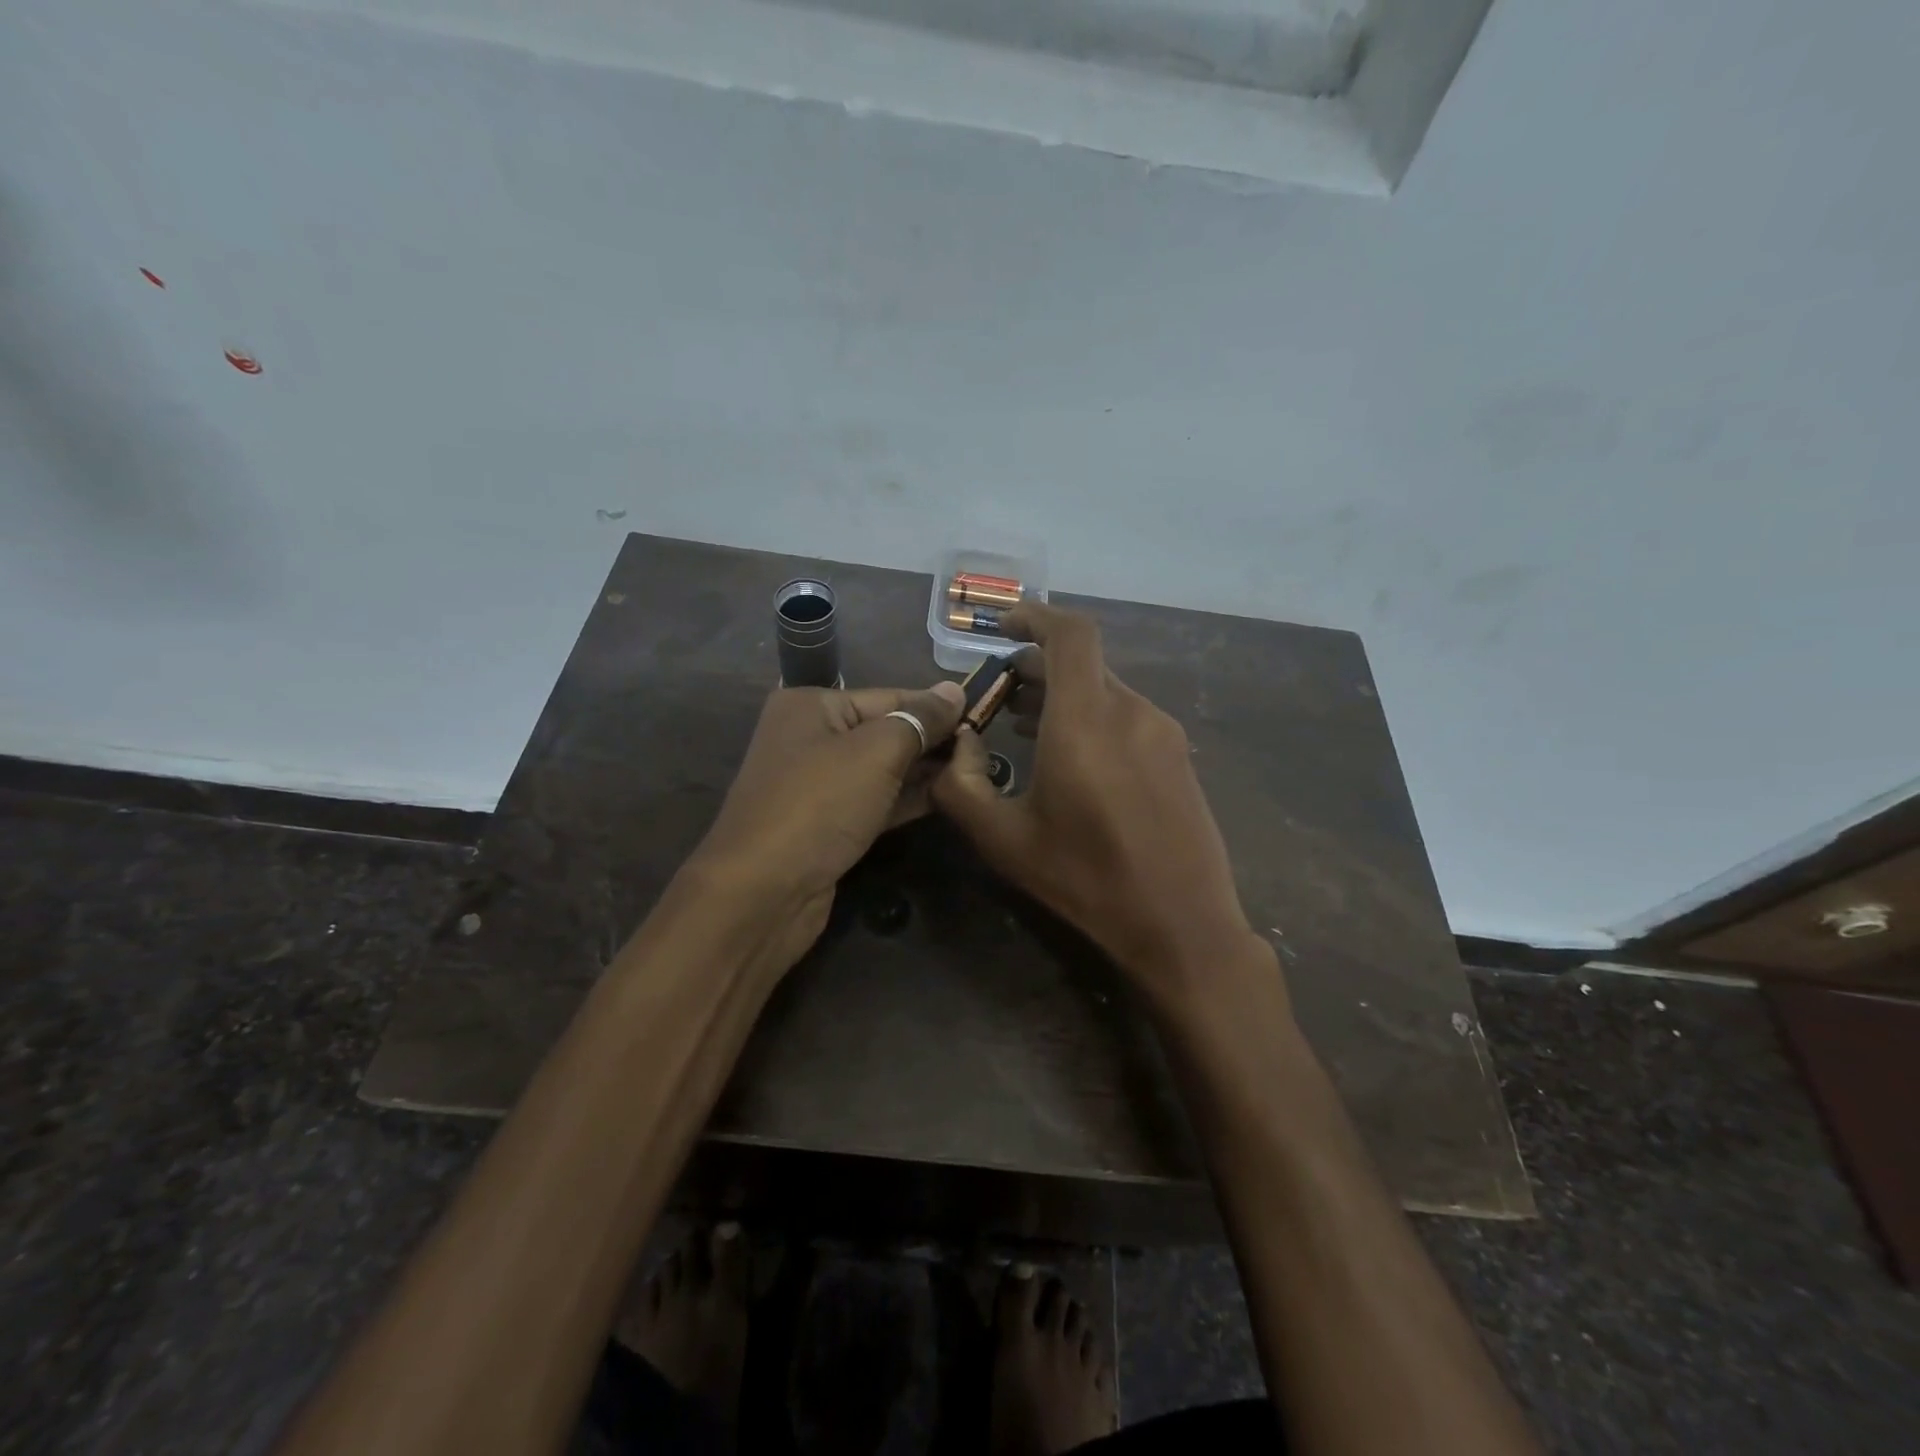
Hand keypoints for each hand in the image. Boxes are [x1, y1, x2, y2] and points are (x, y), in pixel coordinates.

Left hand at [687, 680, 965, 968]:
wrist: (762, 893)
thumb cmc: (819, 805)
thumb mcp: (876, 752)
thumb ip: (919, 720)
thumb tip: (955, 691)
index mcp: (812, 706)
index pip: (889, 696)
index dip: (937, 707)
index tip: (984, 716)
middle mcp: (811, 738)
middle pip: (886, 731)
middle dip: (933, 740)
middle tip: (985, 749)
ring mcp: (818, 785)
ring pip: (883, 769)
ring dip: (925, 770)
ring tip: (976, 771)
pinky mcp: (828, 824)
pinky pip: (876, 801)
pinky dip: (907, 799)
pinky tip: (947, 797)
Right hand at [932, 604, 1266, 1003]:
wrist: (1182, 925)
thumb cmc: (1086, 880)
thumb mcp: (1003, 840)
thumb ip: (961, 786)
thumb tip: (956, 746)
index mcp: (1087, 719)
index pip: (1070, 634)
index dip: (1036, 616)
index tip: (1003, 627)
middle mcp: (1131, 710)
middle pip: (1082, 662)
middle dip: (1035, 665)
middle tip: (998, 693)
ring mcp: (1162, 732)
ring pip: (1104, 690)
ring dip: (1062, 694)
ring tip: (1024, 723)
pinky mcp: (1178, 756)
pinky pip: (1127, 716)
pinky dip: (1092, 716)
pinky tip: (1071, 755)